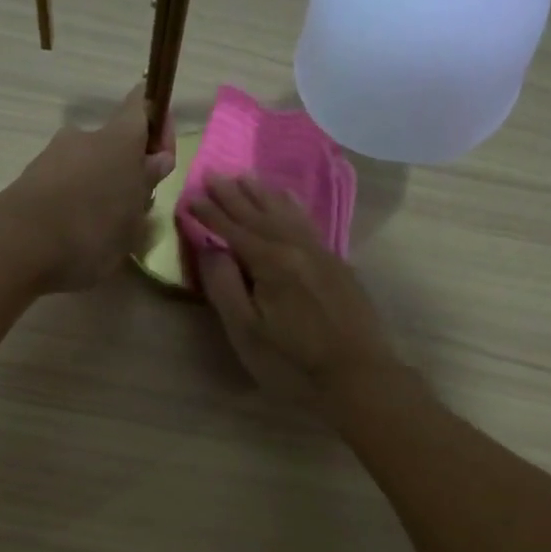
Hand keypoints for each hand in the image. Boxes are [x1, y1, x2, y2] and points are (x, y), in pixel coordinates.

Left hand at [0, 86, 175, 292]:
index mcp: (118, 139)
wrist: (17, 247)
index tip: (162, 155)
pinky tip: (73, 234)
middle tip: (131, 208)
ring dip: (98, 187)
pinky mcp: (28, 178)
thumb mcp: (133, 218)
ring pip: (86, 165)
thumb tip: (157, 159)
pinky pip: (62, 184)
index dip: (157, 122)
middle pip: (113, 142)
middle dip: (125, 169)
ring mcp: (51, 155)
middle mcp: (83, 136)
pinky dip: (72, 201)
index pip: (143, 106)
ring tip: (101, 229)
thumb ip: (145, 185)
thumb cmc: (90, 232)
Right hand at [184, 176, 400, 409]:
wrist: (359, 377)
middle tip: (214, 174)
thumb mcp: (247, 332)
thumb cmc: (293, 363)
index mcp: (271, 263)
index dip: (210, 214)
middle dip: (234, 196)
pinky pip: (308, 223)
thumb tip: (212, 249)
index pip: (233, 230)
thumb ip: (225, 287)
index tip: (191, 197)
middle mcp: (297, 248)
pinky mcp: (338, 265)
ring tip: (246, 177)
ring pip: (287, 214)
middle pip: (260, 215)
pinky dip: (293, 207)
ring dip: (263, 195)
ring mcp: (322, 254)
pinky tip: (289, 201)